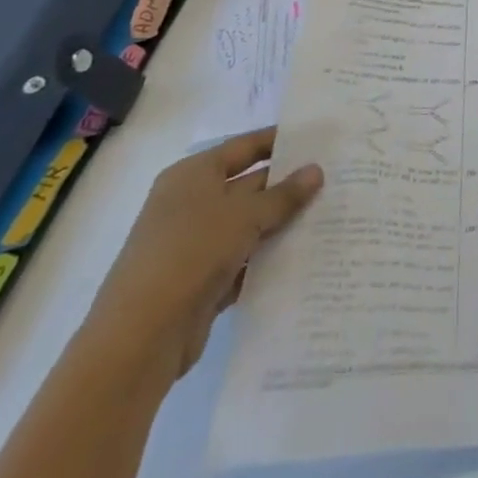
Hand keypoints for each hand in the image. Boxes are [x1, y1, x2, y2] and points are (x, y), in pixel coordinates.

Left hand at [79, 128, 322, 383]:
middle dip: (290, 185)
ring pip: (251, 224)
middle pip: (250, 185)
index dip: (280, 141)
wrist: (139, 338)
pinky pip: (246, 259)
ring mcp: (196, 244)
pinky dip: (271, 257)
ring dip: (285, 223)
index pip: (245, 147)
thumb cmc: (190, 253)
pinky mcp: (203, 279)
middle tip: (338, 179)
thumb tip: (316, 170)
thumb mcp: (245, 216)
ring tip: (333, 214)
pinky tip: (308, 254)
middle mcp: (192, 204)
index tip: (321, 139)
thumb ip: (284, 194)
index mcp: (193, 176)